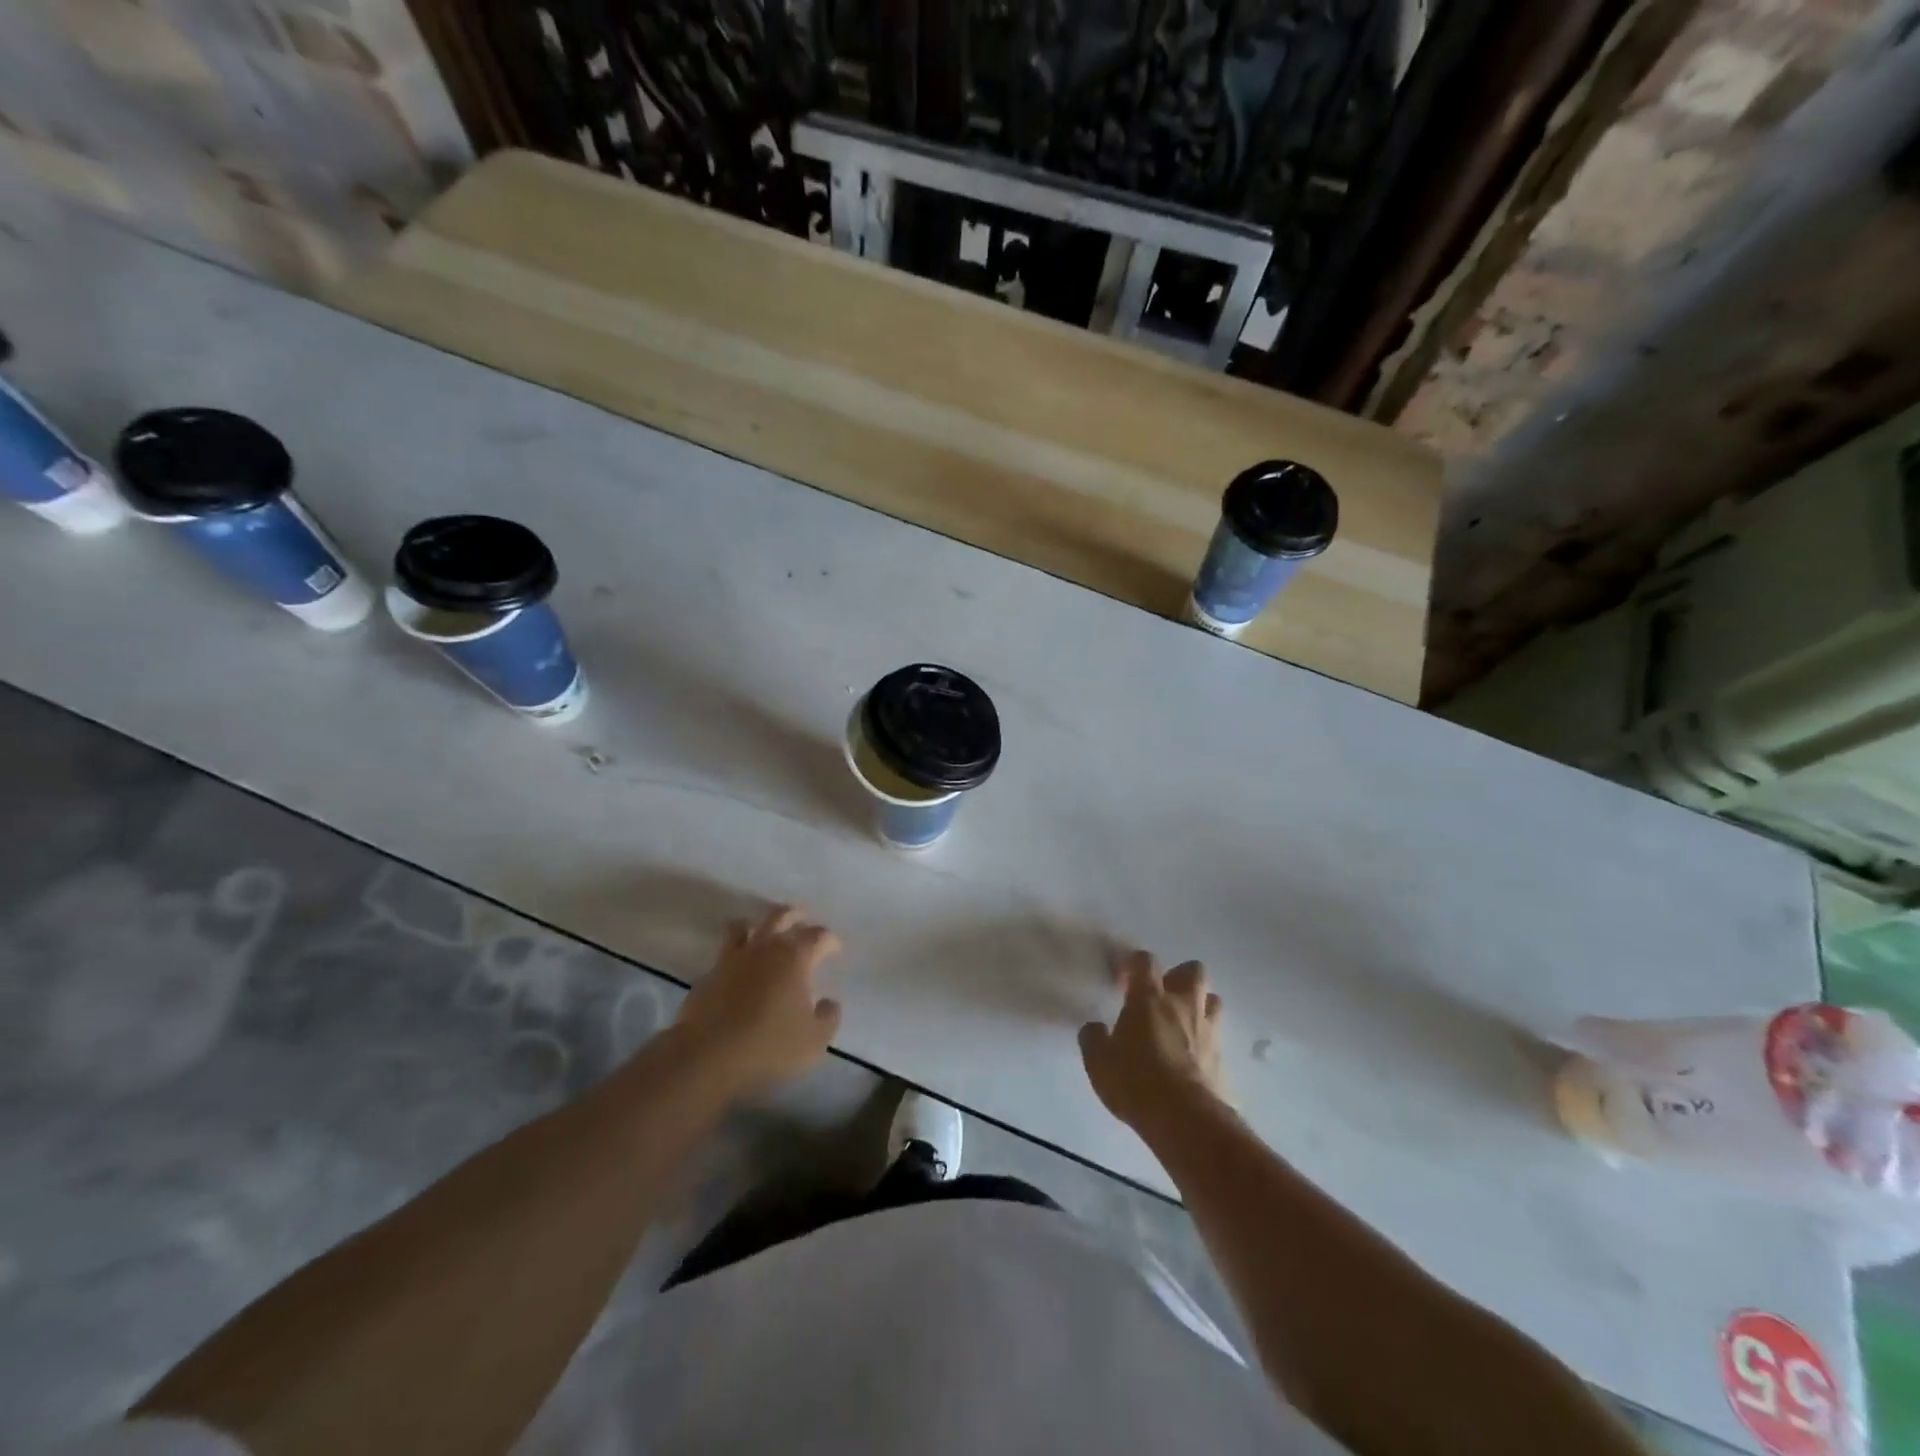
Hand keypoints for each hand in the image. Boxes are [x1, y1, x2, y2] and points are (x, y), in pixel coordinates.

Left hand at [673, 905, 842, 1099]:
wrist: (707, 1056)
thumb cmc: (769, 1046)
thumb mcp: (814, 1040)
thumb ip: (828, 1017)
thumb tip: (828, 1002)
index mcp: (795, 957)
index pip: (819, 936)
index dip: (830, 940)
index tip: (835, 949)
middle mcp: (764, 948)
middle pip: (781, 916)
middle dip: (795, 916)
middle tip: (803, 922)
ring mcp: (733, 958)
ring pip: (744, 925)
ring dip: (758, 925)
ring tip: (764, 934)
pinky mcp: (709, 974)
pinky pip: (724, 952)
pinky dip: (736, 952)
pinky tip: (740, 967)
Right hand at [1079, 951, 1226, 1132]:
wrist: (1186, 1120)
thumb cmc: (1136, 1082)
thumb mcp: (1098, 1062)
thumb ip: (1093, 1038)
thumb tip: (1094, 1028)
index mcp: (1149, 998)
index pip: (1145, 961)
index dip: (1133, 964)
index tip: (1123, 980)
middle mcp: (1183, 1005)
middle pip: (1192, 971)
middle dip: (1178, 977)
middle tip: (1160, 997)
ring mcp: (1207, 1030)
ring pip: (1212, 1000)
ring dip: (1198, 1005)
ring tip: (1181, 1023)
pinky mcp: (1222, 1057)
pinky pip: (1216, 1037)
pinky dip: (1205, 1040)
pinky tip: (1191, 1058)